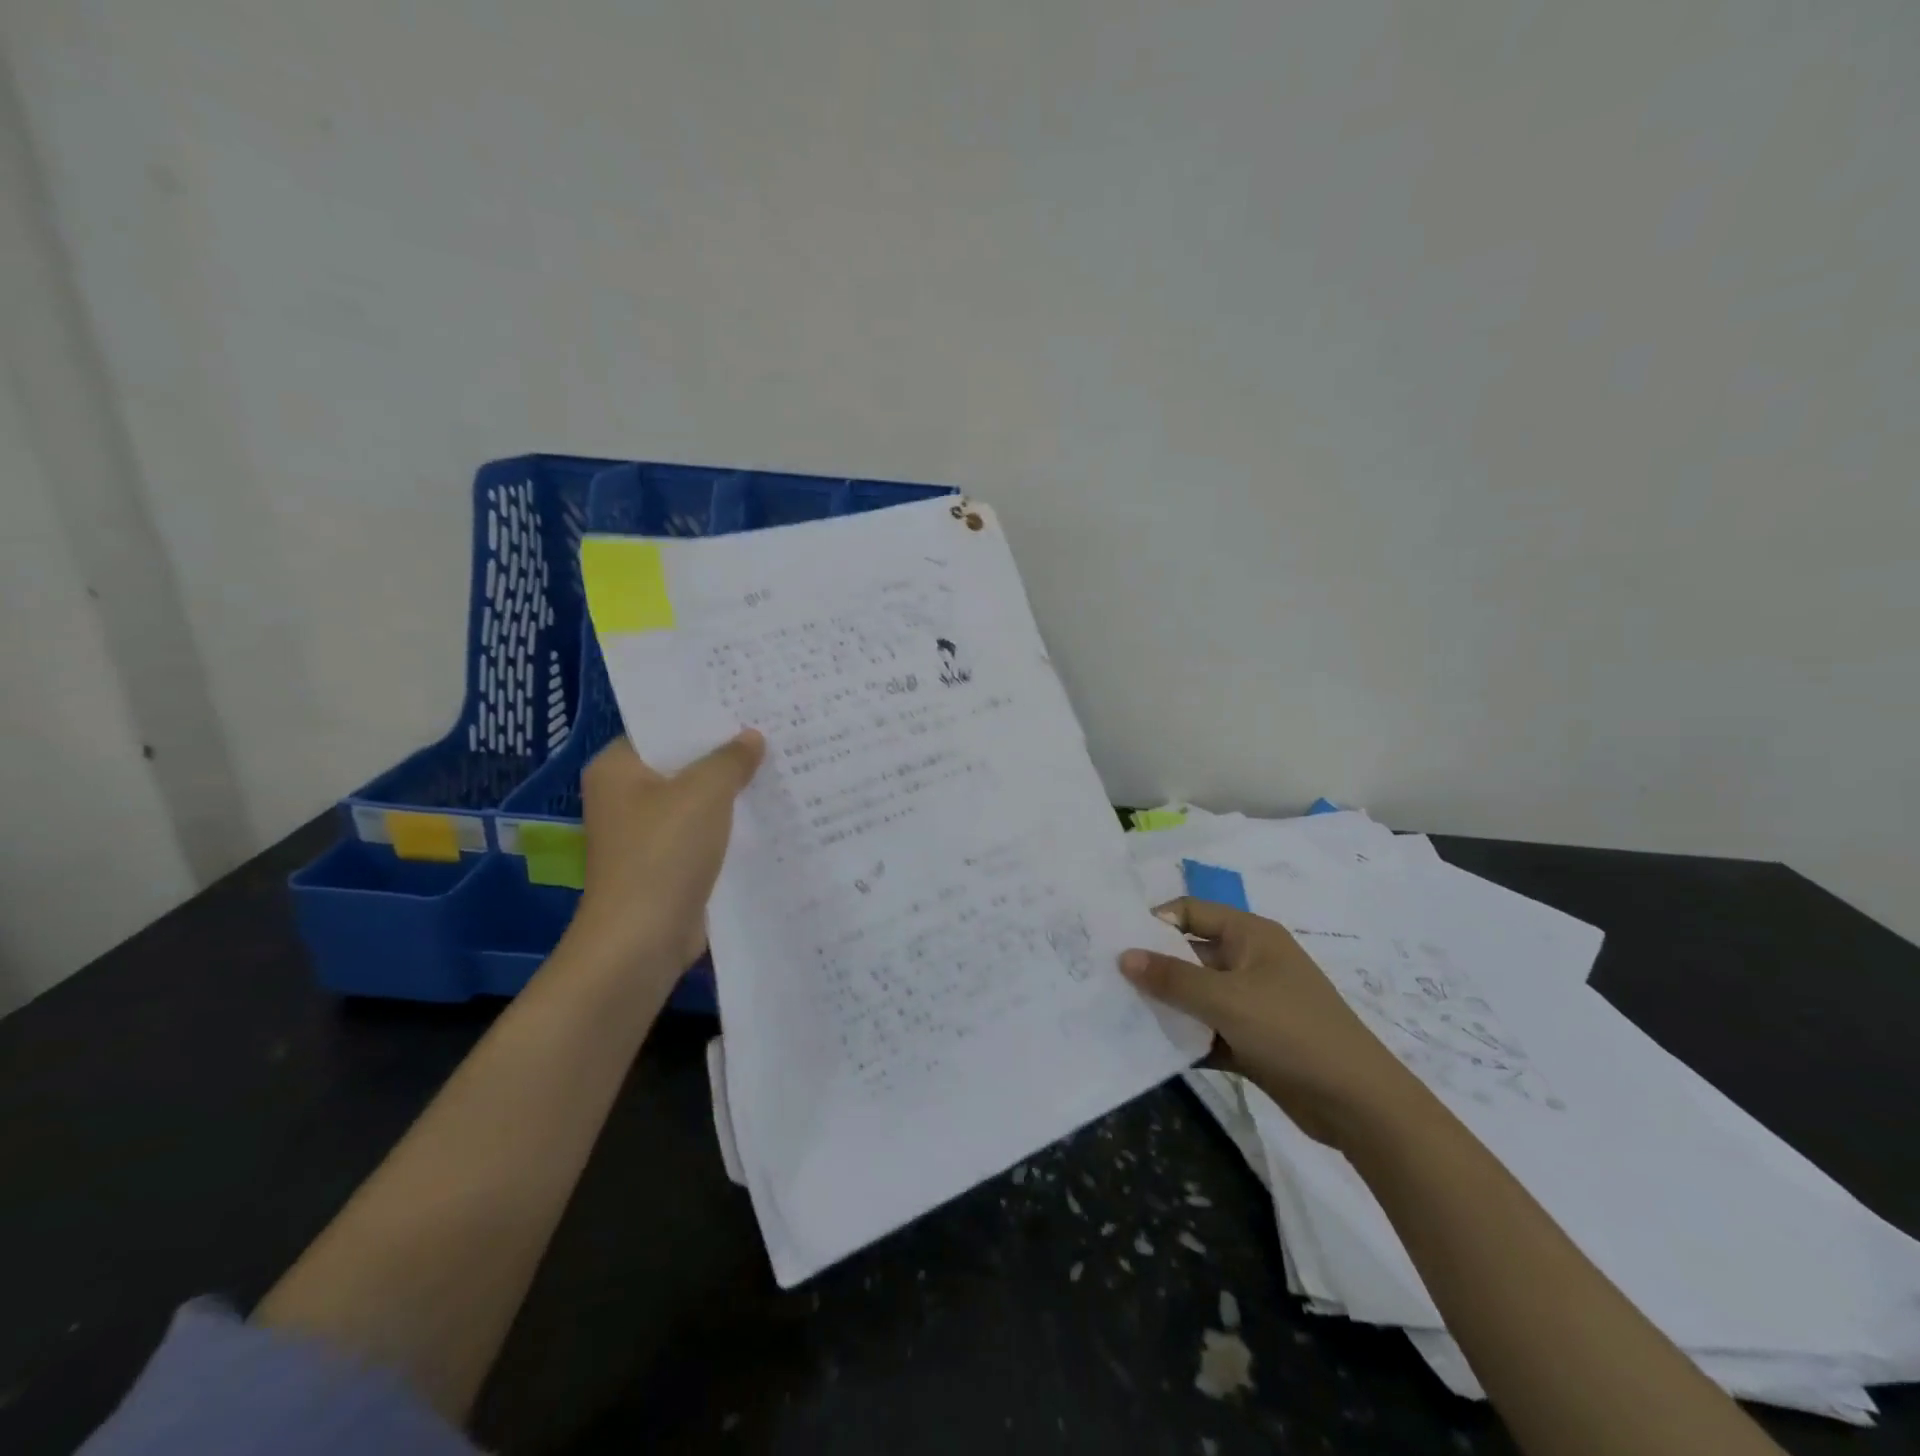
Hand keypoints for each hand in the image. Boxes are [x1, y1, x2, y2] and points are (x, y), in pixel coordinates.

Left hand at [565, 731, 765, 981]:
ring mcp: (647, 832)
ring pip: (698, 798)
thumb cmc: (664, 853)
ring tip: (781, 763)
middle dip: (726, 752)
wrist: (642, 939)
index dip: (704, 714)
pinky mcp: (669, 861)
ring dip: (732, 789)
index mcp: (618, 768)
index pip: (662, 726)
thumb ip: (730, 759)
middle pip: (683, 762)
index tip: (747, 701)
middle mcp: (627, 795)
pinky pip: (705, 830)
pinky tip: (770, 810)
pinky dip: (731, 822)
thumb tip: (752, 737)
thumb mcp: (704, 793)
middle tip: (774, 728)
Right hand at [1120, 898, 1422, 1146]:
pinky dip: (1185, 1037)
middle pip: (1189, 954)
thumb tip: (1123, 956)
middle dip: (1153, 968)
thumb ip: (1172, 978)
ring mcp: (1252, 1002)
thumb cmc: (1292, 1031)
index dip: (1154, 922)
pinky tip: (1152, 1050)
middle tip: (1108, 982)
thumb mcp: (1226, 1000)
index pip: (1190, 911)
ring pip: (1196, 995)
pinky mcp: (1251, 1040)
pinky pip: (1207, 1029)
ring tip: (1120, 1016)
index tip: (1116, 944)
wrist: (1358, 1104)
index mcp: (1249, 935)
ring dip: (1166, 1006)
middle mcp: (1249, 961)